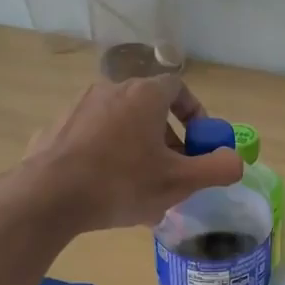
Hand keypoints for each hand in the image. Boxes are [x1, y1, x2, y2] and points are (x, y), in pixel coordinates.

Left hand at [7, 74, 242, 232]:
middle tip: (173, 170)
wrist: (48, 197)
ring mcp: (78, 107)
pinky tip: (106, 189)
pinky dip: (108, 155)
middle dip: (168, 138)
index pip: (178, 87)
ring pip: (121, 124)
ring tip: (141, 186)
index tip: (198, 144)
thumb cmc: (121, 183)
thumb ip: (217, 169)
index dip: (195, 114)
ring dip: (138, 148)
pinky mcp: (56, 129)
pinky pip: (93, 138)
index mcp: (143, 95)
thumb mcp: (180, 182)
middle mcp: (110, 90)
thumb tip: (236, 161)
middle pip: (149, 107)